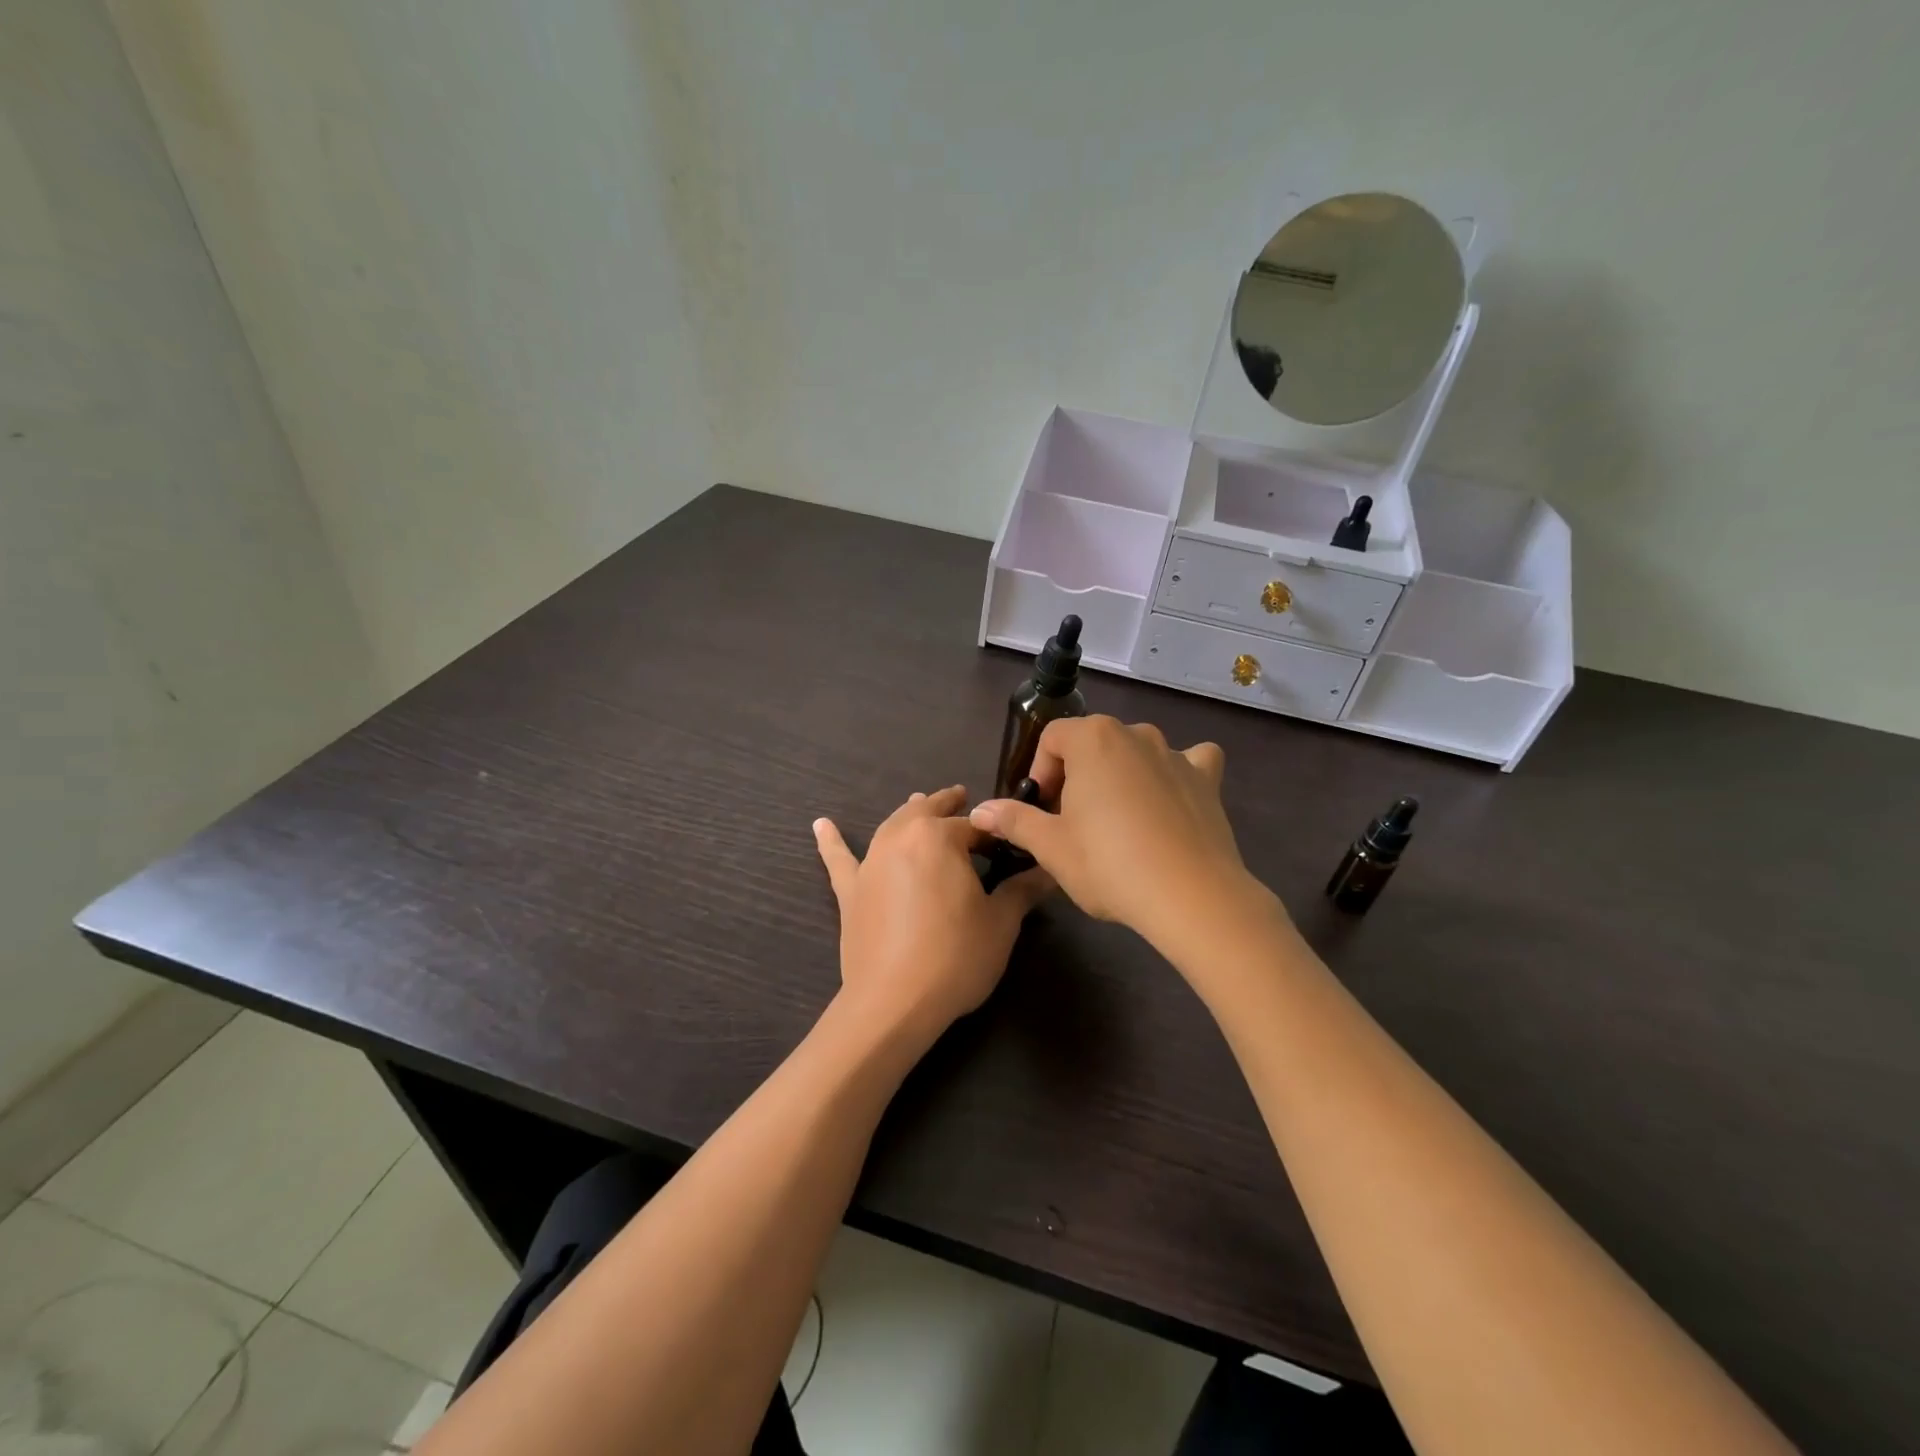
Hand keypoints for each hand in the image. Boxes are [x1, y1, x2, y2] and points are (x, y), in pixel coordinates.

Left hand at [814, 786, 1051, 1038]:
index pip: (976, 825)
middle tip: (964, 797)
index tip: (1012, 840)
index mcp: (940, 838)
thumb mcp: (1000, 923)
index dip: (997, 832)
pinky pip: (840, 859)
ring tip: (919, 801)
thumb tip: (1050, 871)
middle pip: (929, 812)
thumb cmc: (955, 957)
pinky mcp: (850, 890)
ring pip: (892, 825)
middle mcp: (902, 837)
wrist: (893, 1002)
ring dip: (909, 812)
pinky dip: (831, 841)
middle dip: (949, 805)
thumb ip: (1023, 890)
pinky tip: (821, 825)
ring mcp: (871, 862)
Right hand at [967, 716, 1260, 949]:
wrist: (1190, 896)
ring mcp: (1176, 754)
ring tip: (1118, 822)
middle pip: (1093, 743)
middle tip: (1073, 822)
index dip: (1041, 773)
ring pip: (1136, 752)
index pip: (1052, 739)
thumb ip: (1013, 820)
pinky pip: (1188, 762)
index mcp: (1092, 738)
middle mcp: (1135, 733)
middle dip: (1078, 776)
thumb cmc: (1108, 864)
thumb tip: (980, 810)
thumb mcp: (1050, 846)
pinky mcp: (1207, 779)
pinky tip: (1170, 802)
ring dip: (1121, 776)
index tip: (1043, 811)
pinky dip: (1175, 775)